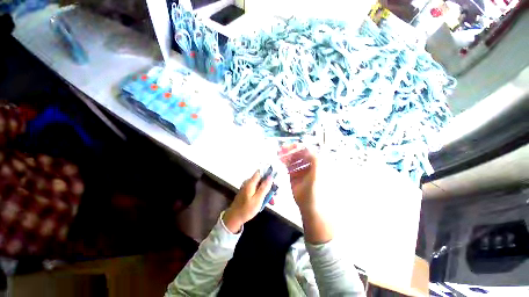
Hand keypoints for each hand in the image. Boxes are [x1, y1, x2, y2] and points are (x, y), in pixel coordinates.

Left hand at [223, 170, 272, 232]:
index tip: (275, 179)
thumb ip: (264, 187)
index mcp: (250, 183)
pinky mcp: (247, 193)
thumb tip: (270, 177)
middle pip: (261, 180)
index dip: (268, 173)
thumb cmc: (246, 209)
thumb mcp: (258, 199)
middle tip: (276, 194)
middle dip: (269, 186)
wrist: (234, 218)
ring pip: (260, 186)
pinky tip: (266, 202)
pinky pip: (257, 190)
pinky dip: (262, 195)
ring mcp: (248, 188)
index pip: (260, 172)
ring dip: (267, 192)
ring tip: (272, 201)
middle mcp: (249, 183)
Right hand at [281, 146, 332, 243]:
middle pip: (299, 153)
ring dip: (286, 155)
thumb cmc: (315, 192)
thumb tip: (308, 148)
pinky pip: (289, 165)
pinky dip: (285, 162)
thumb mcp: (316, 176)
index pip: (308, 151)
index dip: (298, 147)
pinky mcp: (294, 175)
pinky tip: (280, 161)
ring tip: (279, 155)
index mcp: (316, 163)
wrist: (309, 208)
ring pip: (293, 158)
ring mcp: (301, 169)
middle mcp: (309, 164)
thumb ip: (315, 161)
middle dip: (290, 150)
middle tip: (281, 150)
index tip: (289, 147)